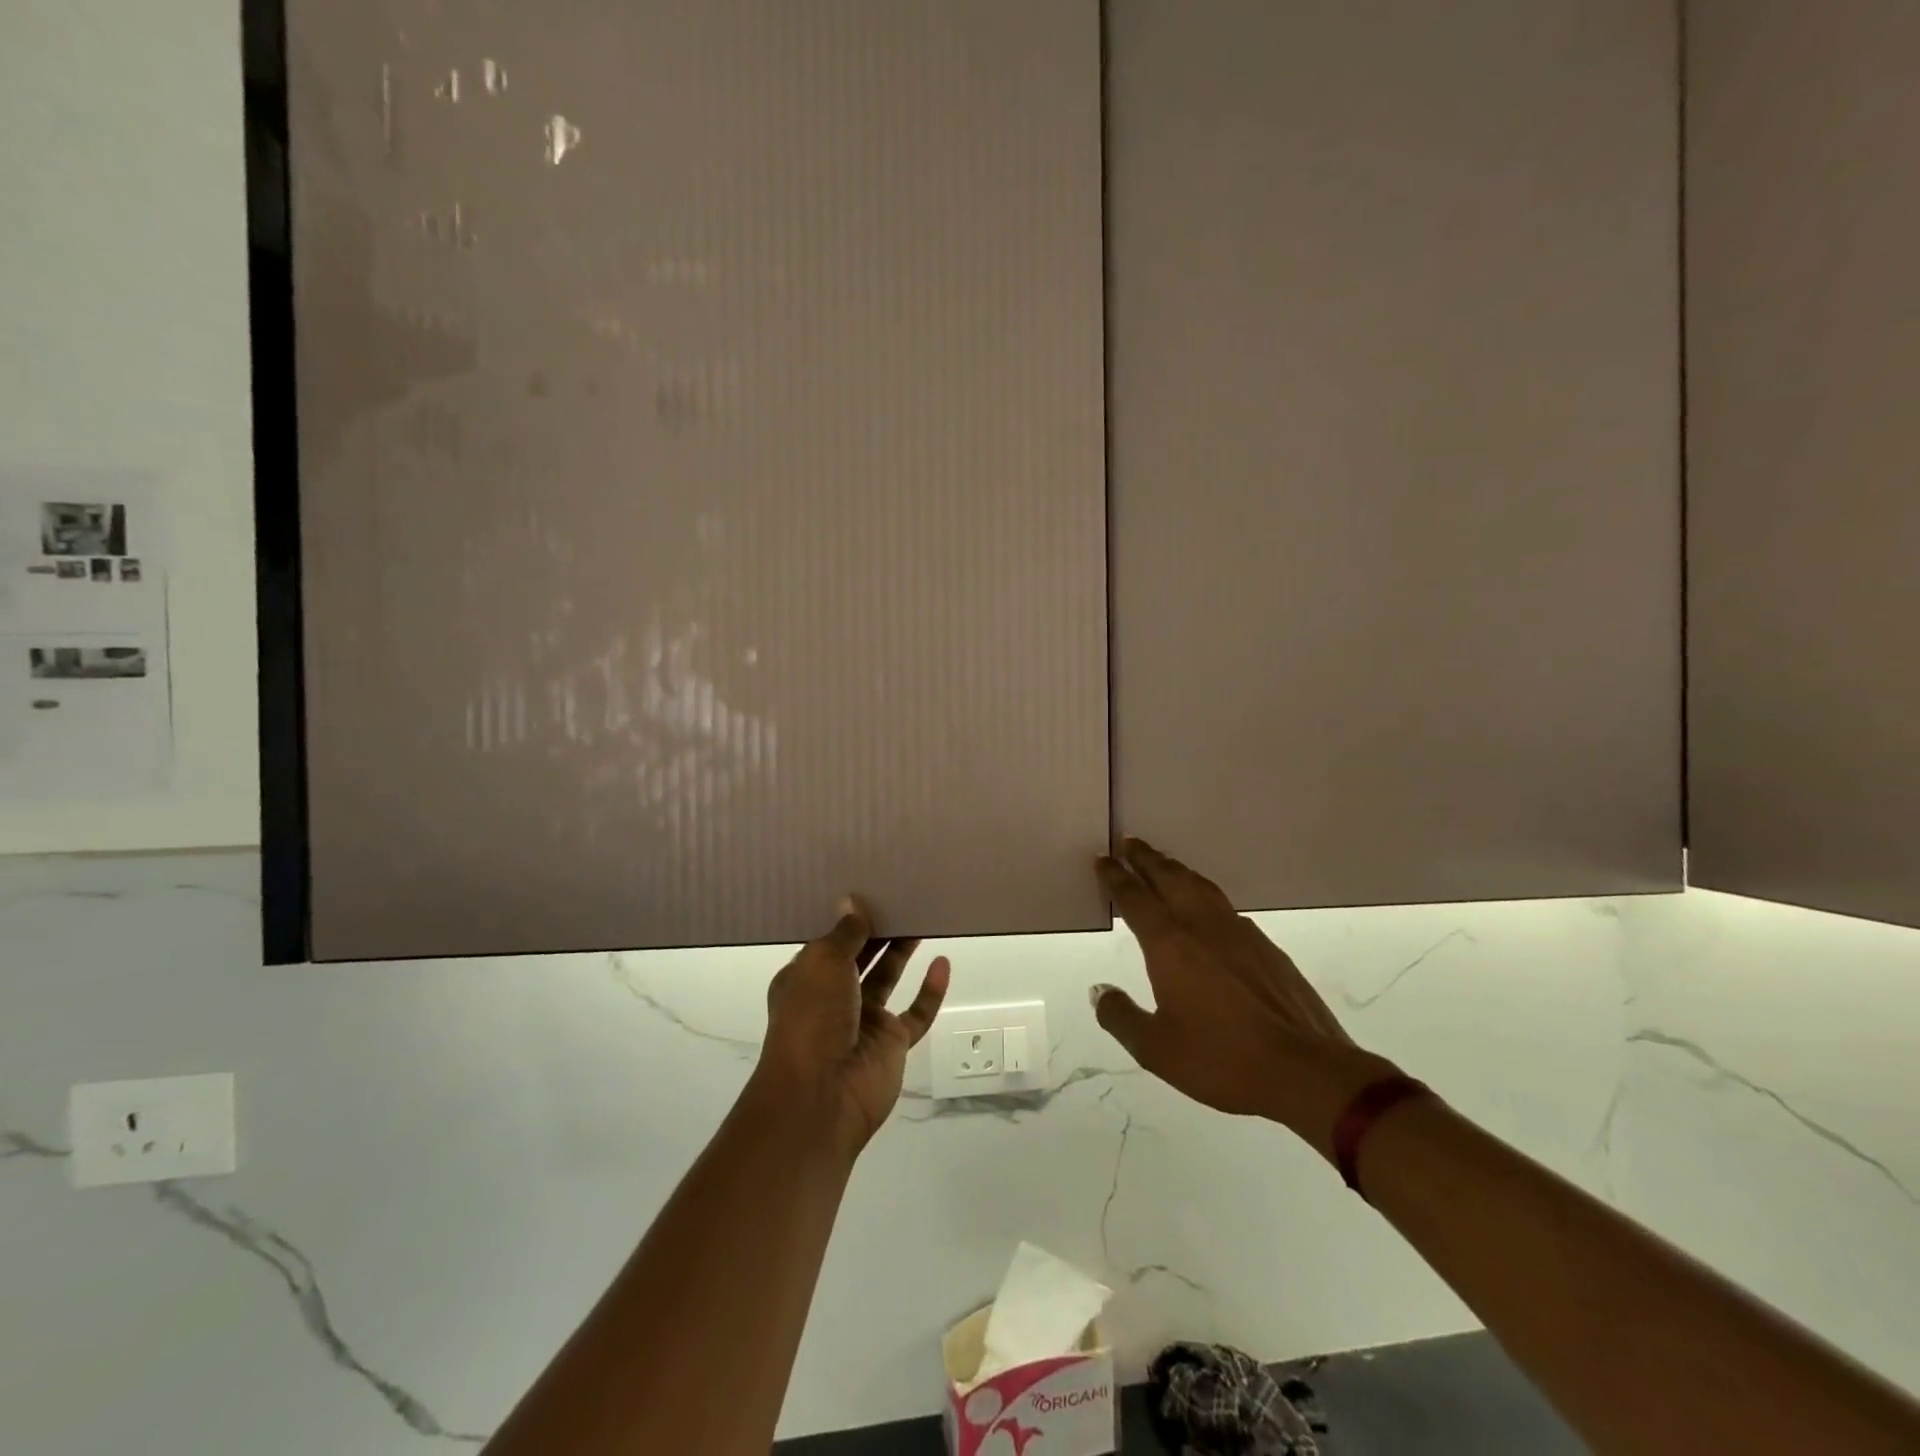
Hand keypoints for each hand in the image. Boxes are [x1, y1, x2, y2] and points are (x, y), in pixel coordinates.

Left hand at [756, 899, 950, 1155]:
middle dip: (878, 930)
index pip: (827, 943)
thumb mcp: (822, 964)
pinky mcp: (892, 1044)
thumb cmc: (811, 1020)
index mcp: (806, 979)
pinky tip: (943, 964)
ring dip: (902, 951)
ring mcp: (864, 1022)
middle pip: (860, 956)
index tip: (869, 890)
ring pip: (887, 978)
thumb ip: (844, 933)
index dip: (846, 919)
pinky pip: (916, 1013)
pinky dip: (930, 991)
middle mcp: (833, 998)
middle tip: (902, 897)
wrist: (820, 1097)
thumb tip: (851, 902)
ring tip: (922, 918)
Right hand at [1091, 838, 1400, 1160]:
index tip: (1102, 858)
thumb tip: (1099, 991)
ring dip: (1176, 869)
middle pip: (1169, 878)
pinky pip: (1224, 904)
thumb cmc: (1221, 1058)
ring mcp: (1238, 932)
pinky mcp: (1265, 946)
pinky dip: (1203, 891)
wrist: (1304, 1069)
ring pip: (1200, 886)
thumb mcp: (1156, 1049)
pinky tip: (1206, 904)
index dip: (1116, 877)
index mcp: (1169, 944)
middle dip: (1146, 859)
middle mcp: (1201, 926)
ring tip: (1163, 862)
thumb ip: (1121, 1016)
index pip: (1135, 898)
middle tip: (1128, 841)